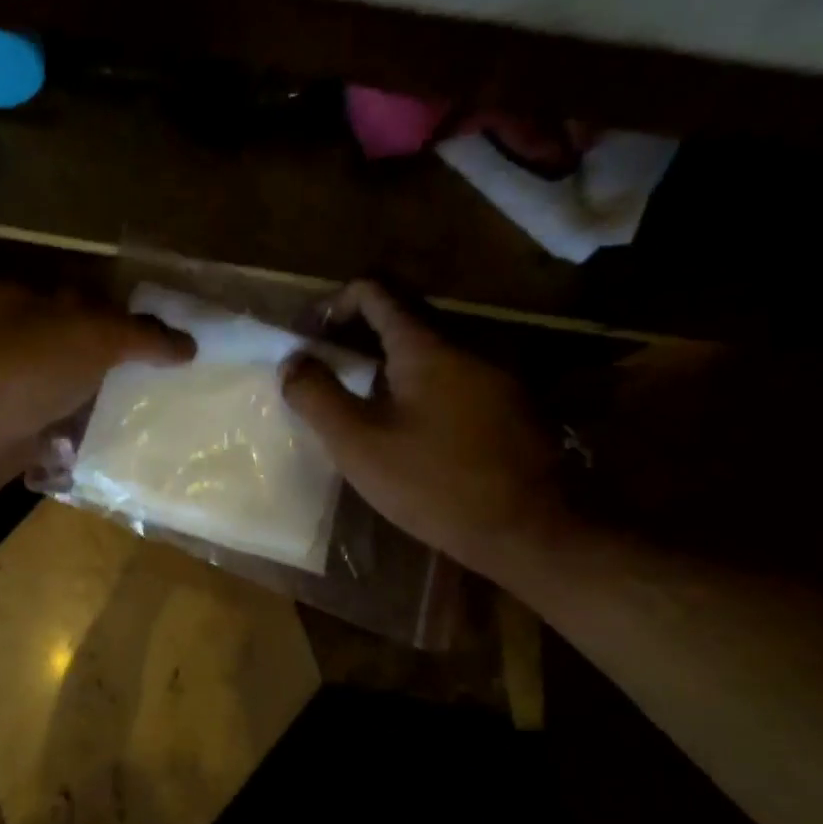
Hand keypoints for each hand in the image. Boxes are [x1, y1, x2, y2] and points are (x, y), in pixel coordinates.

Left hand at [0, 283, 194, 511]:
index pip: (90, 303)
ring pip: (71, 398)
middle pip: (82, 354)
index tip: (175, 345)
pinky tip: (121, 457)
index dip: (132, 321)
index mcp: (28, 305)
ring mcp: (12, 396)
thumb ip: (140, 337)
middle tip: (177, 388)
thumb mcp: (89, 336)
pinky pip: (58, 440)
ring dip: (105, 410)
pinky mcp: (11, 441)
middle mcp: (18, 346)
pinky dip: (83, 447)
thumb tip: (188, 345)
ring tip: (160, 424)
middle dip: (123, 370)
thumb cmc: (16, 369)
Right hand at [281, 281, 568, 577]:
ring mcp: (494, 377)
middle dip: (354, 338)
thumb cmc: (434, 484)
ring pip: (427, 354)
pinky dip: (415, 389)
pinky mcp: (508, 409)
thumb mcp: (359, 444)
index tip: (308, 340)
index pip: (375, 291)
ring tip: (356, 406)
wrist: (529, 532)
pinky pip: (450, 381)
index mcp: (426, 346)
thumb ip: (317, 396)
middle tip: (323, 374)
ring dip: (384, 367)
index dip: (333, 305)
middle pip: (401, 320)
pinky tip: (404, 432)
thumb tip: (292, 361)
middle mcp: (465, 347)